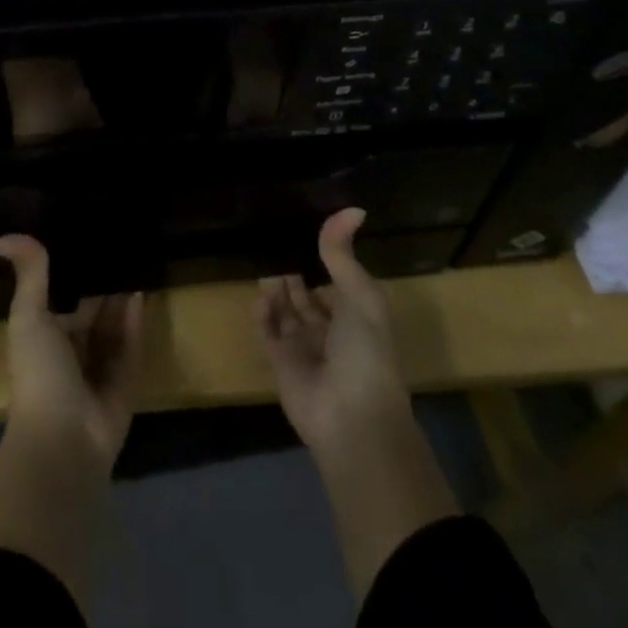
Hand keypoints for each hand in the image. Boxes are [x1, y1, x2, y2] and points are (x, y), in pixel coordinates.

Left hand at [0, 234, 142, 468]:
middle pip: (91, 307)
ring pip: (114, 323)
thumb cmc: (40, 373)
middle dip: (102, 279)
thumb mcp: (28, 317)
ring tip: (136, 255)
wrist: (64, 441)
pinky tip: (142, 289)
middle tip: (119, 238)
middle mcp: (72, 349)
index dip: (72, 267)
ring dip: (122, 295)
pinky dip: (135, 319)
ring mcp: (99, 367)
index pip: (61, 294)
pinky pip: (132, 343)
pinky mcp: (125, 381)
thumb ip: (27, 274)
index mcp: (46, 334)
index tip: (86, 231)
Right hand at [255, 208, 413, 452]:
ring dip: (277, 288)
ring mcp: (304, 348)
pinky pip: (267, 331)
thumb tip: (353, 208)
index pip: (336, 280)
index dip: (323, 258)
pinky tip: (261, 297)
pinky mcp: (280, 363)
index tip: (302, 228)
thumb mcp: (360, 295)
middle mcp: (330, 330)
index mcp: (357, 315)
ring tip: (266, 265)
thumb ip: (344, 254)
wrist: (352, 419)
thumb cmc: (366, 352)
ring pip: (285, 310)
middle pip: (307, 294)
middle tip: (274, 241)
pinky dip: (262, 313)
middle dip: (294, 271)